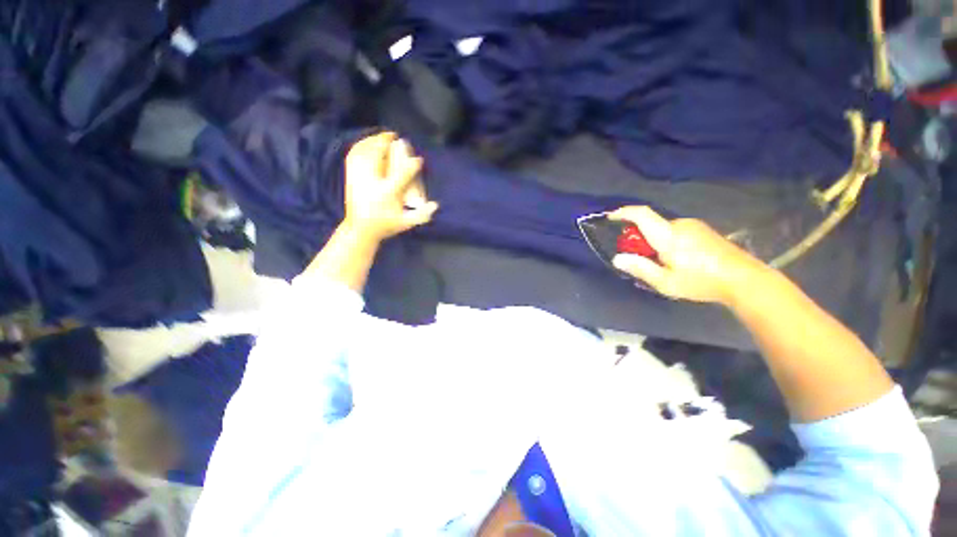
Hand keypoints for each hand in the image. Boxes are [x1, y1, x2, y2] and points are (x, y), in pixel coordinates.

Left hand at [342, 132, 437, 241]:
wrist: (360, 230)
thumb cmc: (385, 226)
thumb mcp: (406, 223)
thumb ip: (422, 215)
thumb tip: (436, 205)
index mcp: (387, 193)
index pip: (402, 175)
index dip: (412, 166)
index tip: (419, 159)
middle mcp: (372, 182)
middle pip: (377, 156)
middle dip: (386, 143)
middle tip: (396, 136)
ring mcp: (359, 179)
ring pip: (363, 153)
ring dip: (373, 141)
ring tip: (382, 136)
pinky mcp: (350, 178)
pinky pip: (353, 157)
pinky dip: (359, 146)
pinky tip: (365, 143)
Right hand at [608, 206, 767, 304]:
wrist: (744, 280)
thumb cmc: (701, 282)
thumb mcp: (665, 282)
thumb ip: (640, 268)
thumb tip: (617, 258)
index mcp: (668, 235)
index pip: (642, 215)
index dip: (624, 212)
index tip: (610, 217)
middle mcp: (680, 225)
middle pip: (651, 225)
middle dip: (639, 238)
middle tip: (640, 259)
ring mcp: (694, 226)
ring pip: (663, 230)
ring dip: (654, 242)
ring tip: (661, 264)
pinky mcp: (704, 231)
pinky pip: (676, 232)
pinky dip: (667, 242)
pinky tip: (677, 260)